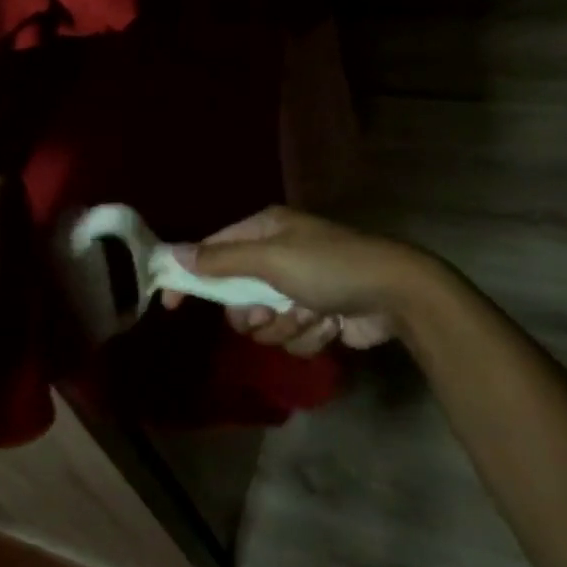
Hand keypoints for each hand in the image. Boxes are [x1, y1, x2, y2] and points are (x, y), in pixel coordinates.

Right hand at [166, 206, 441, 356]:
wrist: (396, 295)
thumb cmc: (329, 267)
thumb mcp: (271, 258)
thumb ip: (221, 260)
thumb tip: (174, 254)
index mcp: (266, 230)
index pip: (213, 250)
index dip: (192, 276)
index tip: (171, 304)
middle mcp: (279, 255)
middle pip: (236, 294)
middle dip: (251, 311)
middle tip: (266, 310)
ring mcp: (299, 287)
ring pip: (264, 321)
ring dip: (284, 325)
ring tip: (309, 314)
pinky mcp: (318, 315)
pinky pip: (292, 335)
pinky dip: (309, 335)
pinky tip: (330, 325)